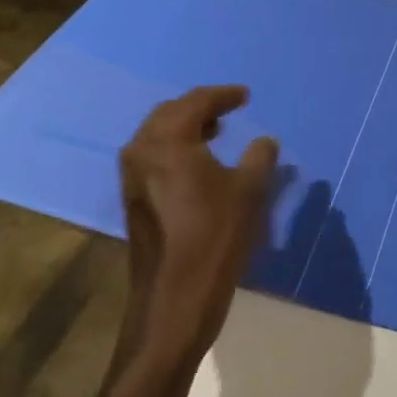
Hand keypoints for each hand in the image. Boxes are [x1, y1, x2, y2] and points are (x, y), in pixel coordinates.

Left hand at [117, 86, 279, 369]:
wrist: (174, 301)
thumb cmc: (214, 239)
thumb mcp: (248, 192)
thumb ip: (260, 157)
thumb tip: (265, 141)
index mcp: (167, 141)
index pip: (196, 102)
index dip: (224, 95)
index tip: (246, 95)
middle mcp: (141, 150)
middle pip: (170, 113)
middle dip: (200, 107)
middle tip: (229, 108)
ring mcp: (131, 176)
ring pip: (158, 134)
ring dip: (186, 127)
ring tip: (216, 131)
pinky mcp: (132, 198)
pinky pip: (153, 155)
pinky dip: (176, 147)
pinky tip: (198, 161)